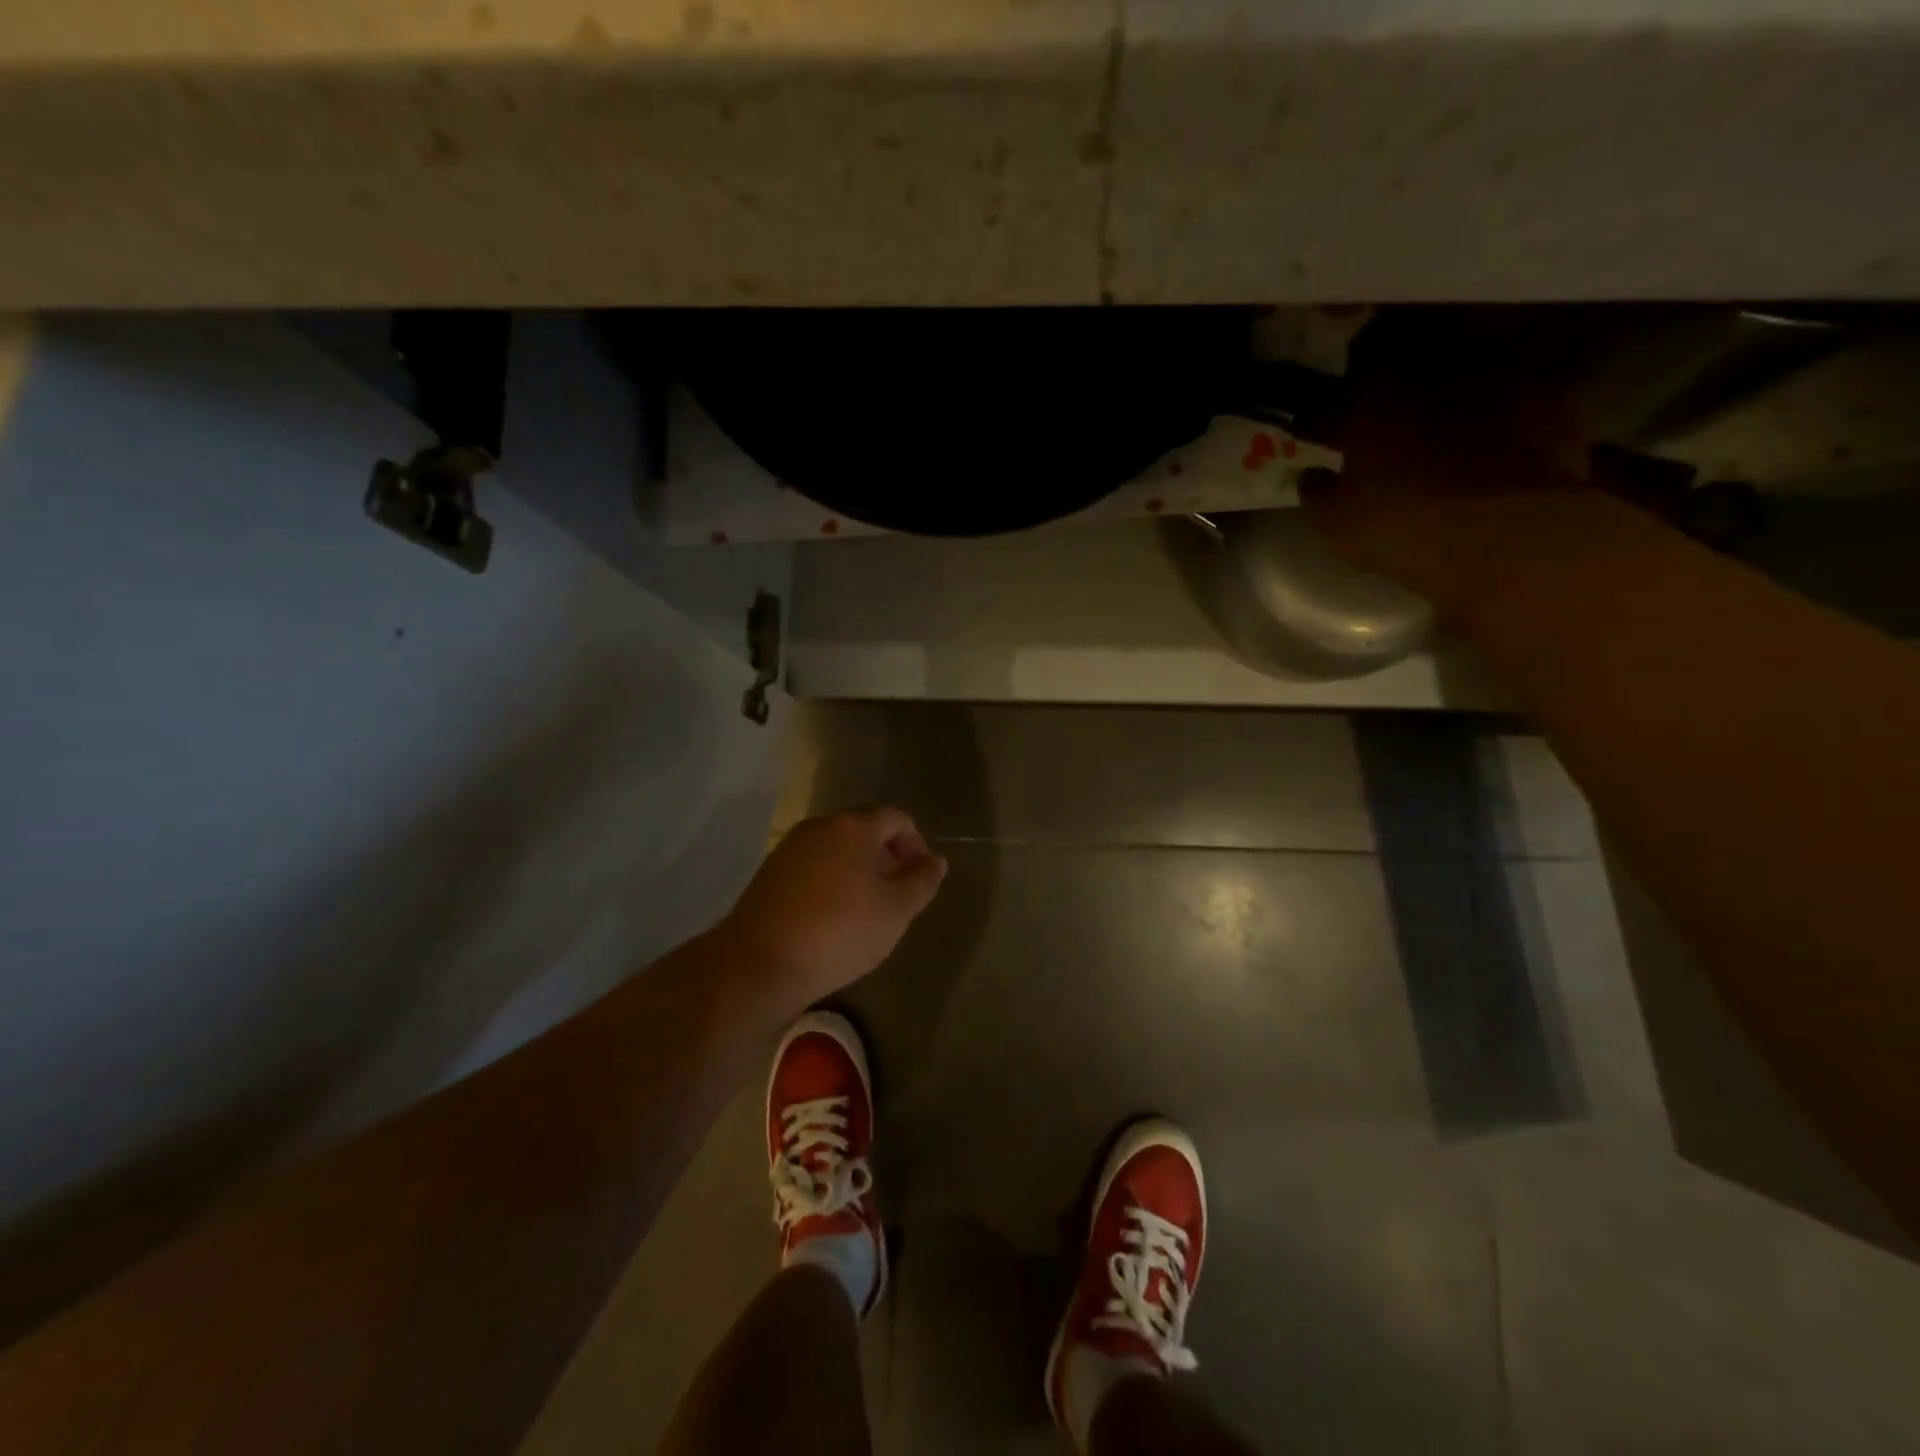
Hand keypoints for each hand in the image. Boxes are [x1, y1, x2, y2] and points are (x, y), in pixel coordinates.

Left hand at [722, 808, 947, 1012]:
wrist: (760, 963)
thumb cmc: (840, 931)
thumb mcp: (896, 911)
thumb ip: (921, 881)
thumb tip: (935, 861)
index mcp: (853, 827)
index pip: (896, 819)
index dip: (916, 843)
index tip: (922, 877)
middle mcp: (819, 826)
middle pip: (864, 830)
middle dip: (887, 856)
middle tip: (898, 893)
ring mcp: (789, 848)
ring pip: (836, 849)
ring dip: (858, 870)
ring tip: (868, 908)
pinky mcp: (769, 873)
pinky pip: (813, 867)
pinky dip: (831, 881)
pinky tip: (833, 917)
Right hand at [1303, 310, 1597, 618]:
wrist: (1501, 538)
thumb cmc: (1399, 526)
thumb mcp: (1335, 522)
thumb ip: (1318, 492)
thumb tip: (1311, 476)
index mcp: (1381, 393)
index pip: (1366, 350)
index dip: (1360, 364)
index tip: (1356, 383)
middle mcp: (1443, 371)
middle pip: (1428, 348)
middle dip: (1416, 366)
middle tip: (1408, 398)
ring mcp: (1505, 382)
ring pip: (1480, 367)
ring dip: (1467, 386)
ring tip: (1459, 419)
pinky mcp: (1557, 405)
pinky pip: (1527, 397)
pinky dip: (1514, 413)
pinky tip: (1505, 443)